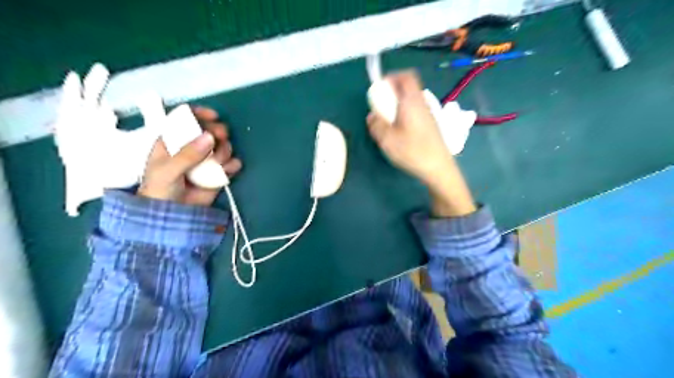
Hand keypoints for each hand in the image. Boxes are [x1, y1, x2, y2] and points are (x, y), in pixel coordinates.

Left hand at [139, 106, 241, 206]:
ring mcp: (206, 161)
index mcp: (173, 142)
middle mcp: (192, 148)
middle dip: (218, 132)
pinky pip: (231, 164)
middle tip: (220, 138)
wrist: (172, 216)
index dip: (199, 114)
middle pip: (210, 131)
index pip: (186, 120)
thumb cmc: (160, 190)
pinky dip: (233, 165)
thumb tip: (210, 137)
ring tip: (217, 164)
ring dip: (224, 151)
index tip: (213, 116)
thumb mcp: (168, 171)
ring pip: (223, 146)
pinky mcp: (218, 174)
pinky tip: (228, 170)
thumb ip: (187, 154)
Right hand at [368, 71, 472, 216]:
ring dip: (399, 104)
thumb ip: (376, 125)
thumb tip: (371, 115)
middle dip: (393, 91)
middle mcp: (422, 103)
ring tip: (388, 119)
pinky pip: (415, 111)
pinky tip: (400, 130)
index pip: (406, 76)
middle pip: (409, 87)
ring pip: (412, 100)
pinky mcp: (431, 125)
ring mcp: (428, 114)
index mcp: (411, 101)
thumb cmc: (412, 151)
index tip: (380, 87)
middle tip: (381, 105)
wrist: (438, 168)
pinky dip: (405, 113)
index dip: (392, 77)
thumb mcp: (387, 140)